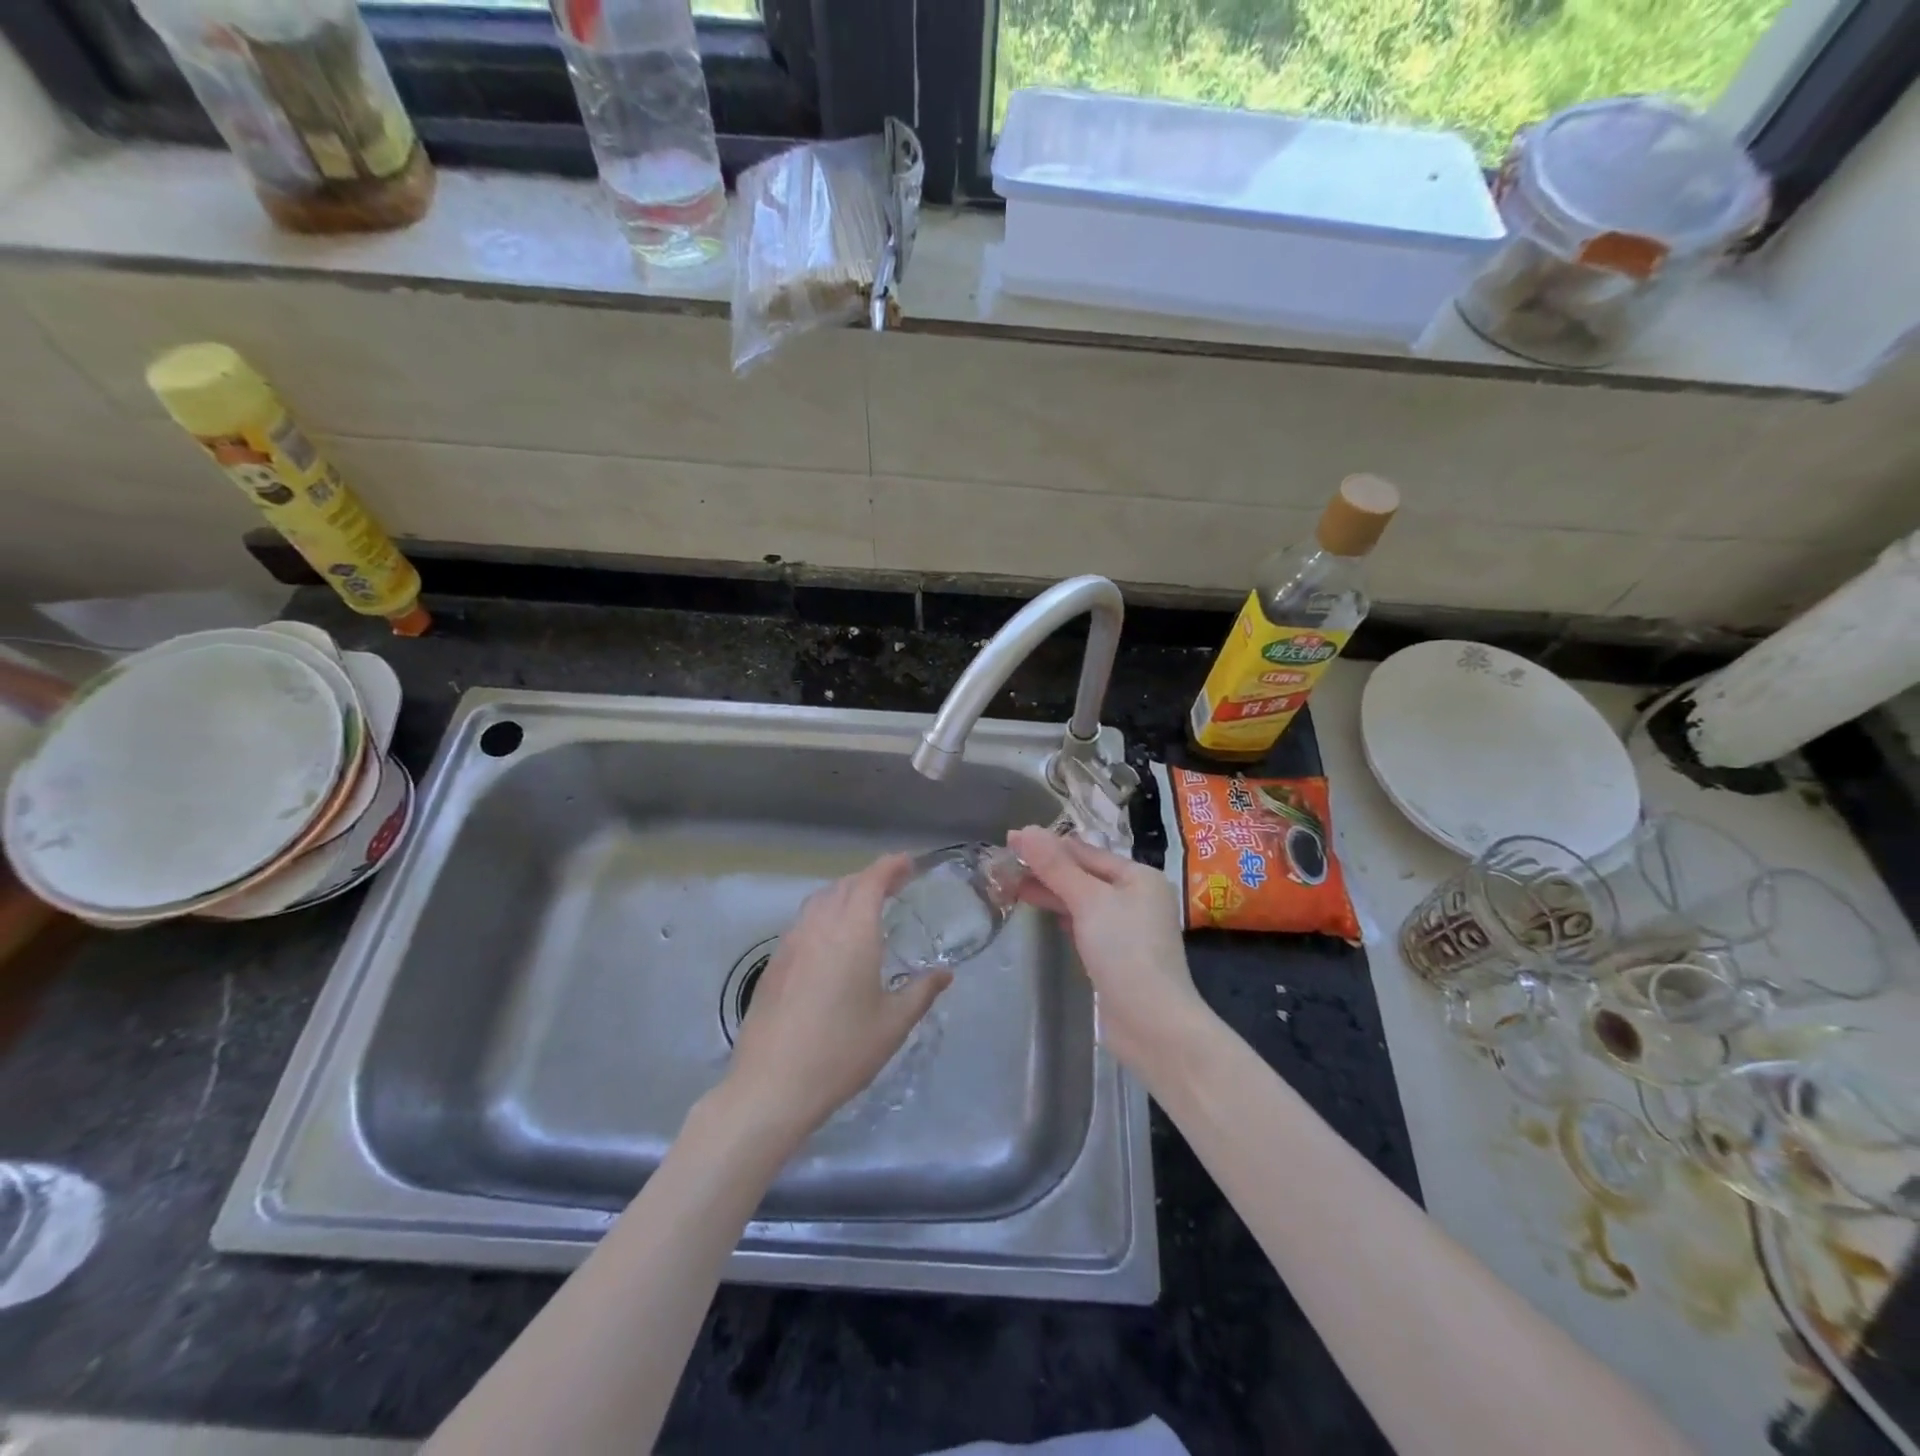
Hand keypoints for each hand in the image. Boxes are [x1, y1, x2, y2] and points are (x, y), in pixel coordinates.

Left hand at [720, 854, 950, 1143]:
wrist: (771, 1085)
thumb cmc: (841, 1052)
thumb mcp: (892, 1024)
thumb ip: (921, 992)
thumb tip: (945, 974)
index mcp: (853, 932)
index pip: (871, 880)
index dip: (891, 866)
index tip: (908, 863)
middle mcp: (820, 926)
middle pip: (845, 885)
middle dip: (871, 879)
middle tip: (895, 886)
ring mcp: (791, 942)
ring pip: (819, 900)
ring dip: (845, 894)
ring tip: (864, 909)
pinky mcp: (774, 962)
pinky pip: (803, 922)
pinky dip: (824, 915)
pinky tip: (832, 942)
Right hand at [1007, 827, 1213, 1079]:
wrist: (1151, 1023)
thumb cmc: (1124, 951)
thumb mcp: (1087, 901)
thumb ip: (1055, 866)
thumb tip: (1025, 830)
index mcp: (1139, 876)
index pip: (1086, 851)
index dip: (1047, 845)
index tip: (1010, 840)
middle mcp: (1138, 897)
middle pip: (1084, 875)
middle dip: (1046, 870)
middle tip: (1004, 866)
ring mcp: (1129, 928)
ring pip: (1083, 901)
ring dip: (1051, 893)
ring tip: (1013, 887)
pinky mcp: (1117, 956)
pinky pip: (1086, 925)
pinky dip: (1065, 916)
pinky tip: (1046, 915)